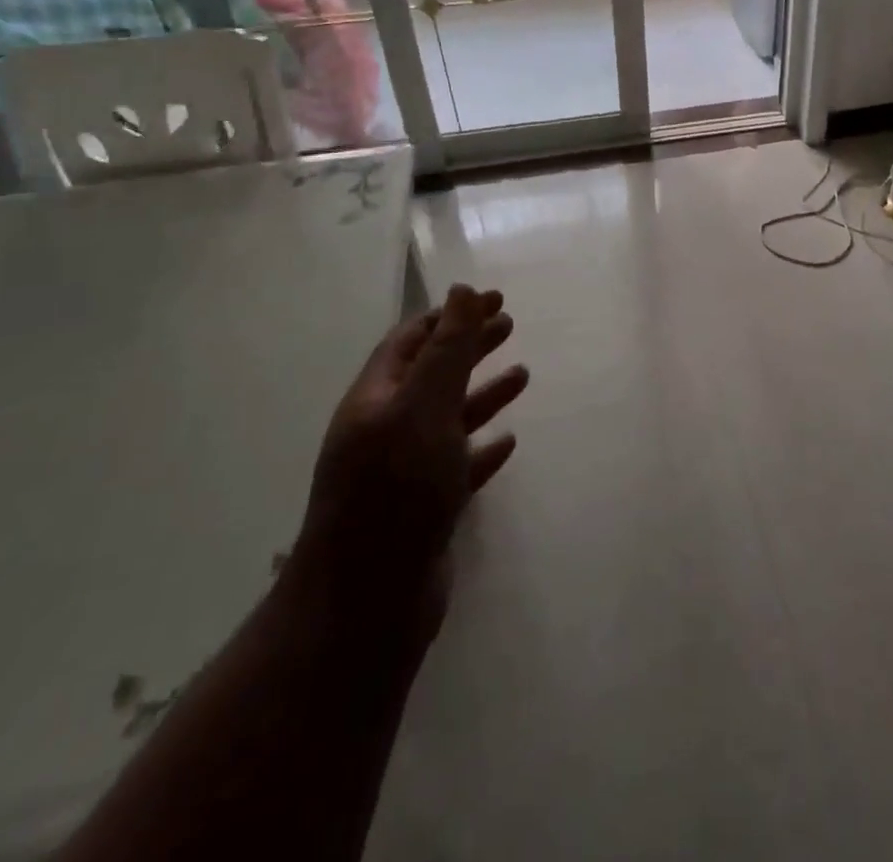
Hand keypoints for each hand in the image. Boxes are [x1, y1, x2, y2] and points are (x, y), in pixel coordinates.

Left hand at [293, 285, 527, 633]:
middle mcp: (386, 429)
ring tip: (523, 374)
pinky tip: (508, 441)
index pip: (413, 339)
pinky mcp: (424, 508)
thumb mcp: (424, 406)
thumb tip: (462, 290)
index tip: (494, 298)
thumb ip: (447, 349)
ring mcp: (403, 471)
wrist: (368, 602)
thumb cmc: (397, 489)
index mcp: (377, 398)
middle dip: (470, 345)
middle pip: (432, 372)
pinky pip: (458, 464)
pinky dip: (482, 447)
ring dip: (483, 392)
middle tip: (510, 324)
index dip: (452, 314)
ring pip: (448, 417)